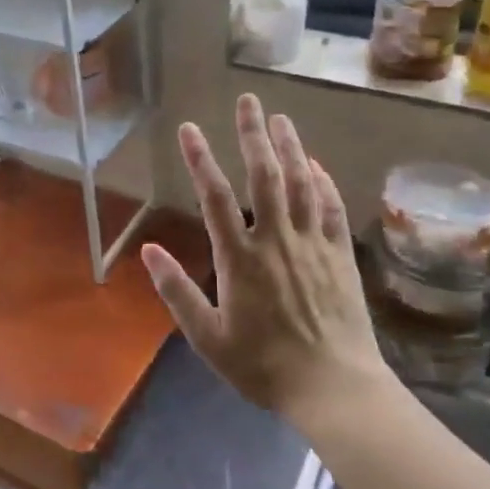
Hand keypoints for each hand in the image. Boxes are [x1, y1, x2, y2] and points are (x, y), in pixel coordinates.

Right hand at [141, 94, 391, 424]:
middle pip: (265, 176)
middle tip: (249, 101)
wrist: (333, 388)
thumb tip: (149, 249)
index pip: (216, 197)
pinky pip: (332, 208)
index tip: (189, 128)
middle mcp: (277, 240)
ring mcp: (313, 244)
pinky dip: (324, 182)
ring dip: (291, 147)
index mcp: (240, 258)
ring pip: (302, 184)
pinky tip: (316, 165)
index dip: (201, 159)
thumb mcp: (207, 337)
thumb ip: (177, 291)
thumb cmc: (263, 365)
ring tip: (280, 118)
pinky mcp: (340, 255)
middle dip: (254, 135)